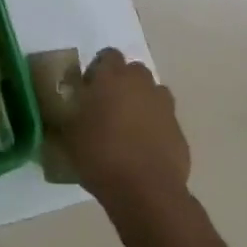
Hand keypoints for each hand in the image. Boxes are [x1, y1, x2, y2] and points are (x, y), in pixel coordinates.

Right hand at [57, 49, 233, 246]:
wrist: (145, 191)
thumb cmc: (100, 156)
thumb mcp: (68, 134)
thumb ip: (69, 113)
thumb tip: (67, 108)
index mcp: (112, 77)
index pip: (108, 55)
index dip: (98, 70)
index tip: (88, 91)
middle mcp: (141, 83)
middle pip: (133, 72)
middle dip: (122, 85)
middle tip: (106, 109)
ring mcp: (164, 106)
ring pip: (151, 94)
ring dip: (140, 104)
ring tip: (126, 129)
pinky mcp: (179, 130)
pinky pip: (163, 120)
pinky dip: (155, 128)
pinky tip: (142, 150)